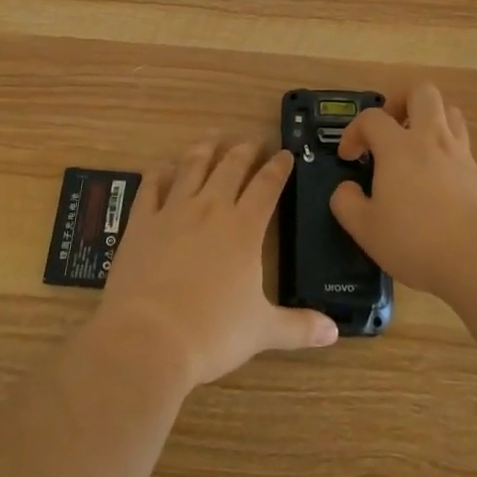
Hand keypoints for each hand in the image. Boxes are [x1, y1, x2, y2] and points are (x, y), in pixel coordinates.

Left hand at [97, 140, 339, 388]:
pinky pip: (151, 186)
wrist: (148, 339)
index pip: (267, 185)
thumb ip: (299, 327)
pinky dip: (160, 172)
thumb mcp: (262, 331)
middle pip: (231, 166)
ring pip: (192, 166)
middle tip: (254, 140)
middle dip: (246, 149)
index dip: (278, 167)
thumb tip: (334, 333)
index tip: (286, 154)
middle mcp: (211, 208)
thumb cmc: (212, 334)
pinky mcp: (141, 222)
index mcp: (244, 228)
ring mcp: (173, 211)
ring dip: (205, 149)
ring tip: (213, 138)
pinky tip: (164, 167)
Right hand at [332, 83, 476, 303]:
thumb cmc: (416, 240)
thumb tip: (345, 189)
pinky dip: (447, 149)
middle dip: (401, 101)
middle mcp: (431, 139)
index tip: (349, 157)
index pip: (372, 117)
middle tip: (390, 127)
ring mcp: (460, 154)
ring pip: (450, 111)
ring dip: (430, 118)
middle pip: (422, 93)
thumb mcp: (366, 229)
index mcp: (398, 147)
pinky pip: (462, 144)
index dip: (354, 131)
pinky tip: (438, 178)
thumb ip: (347, 204)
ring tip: (416, 144)